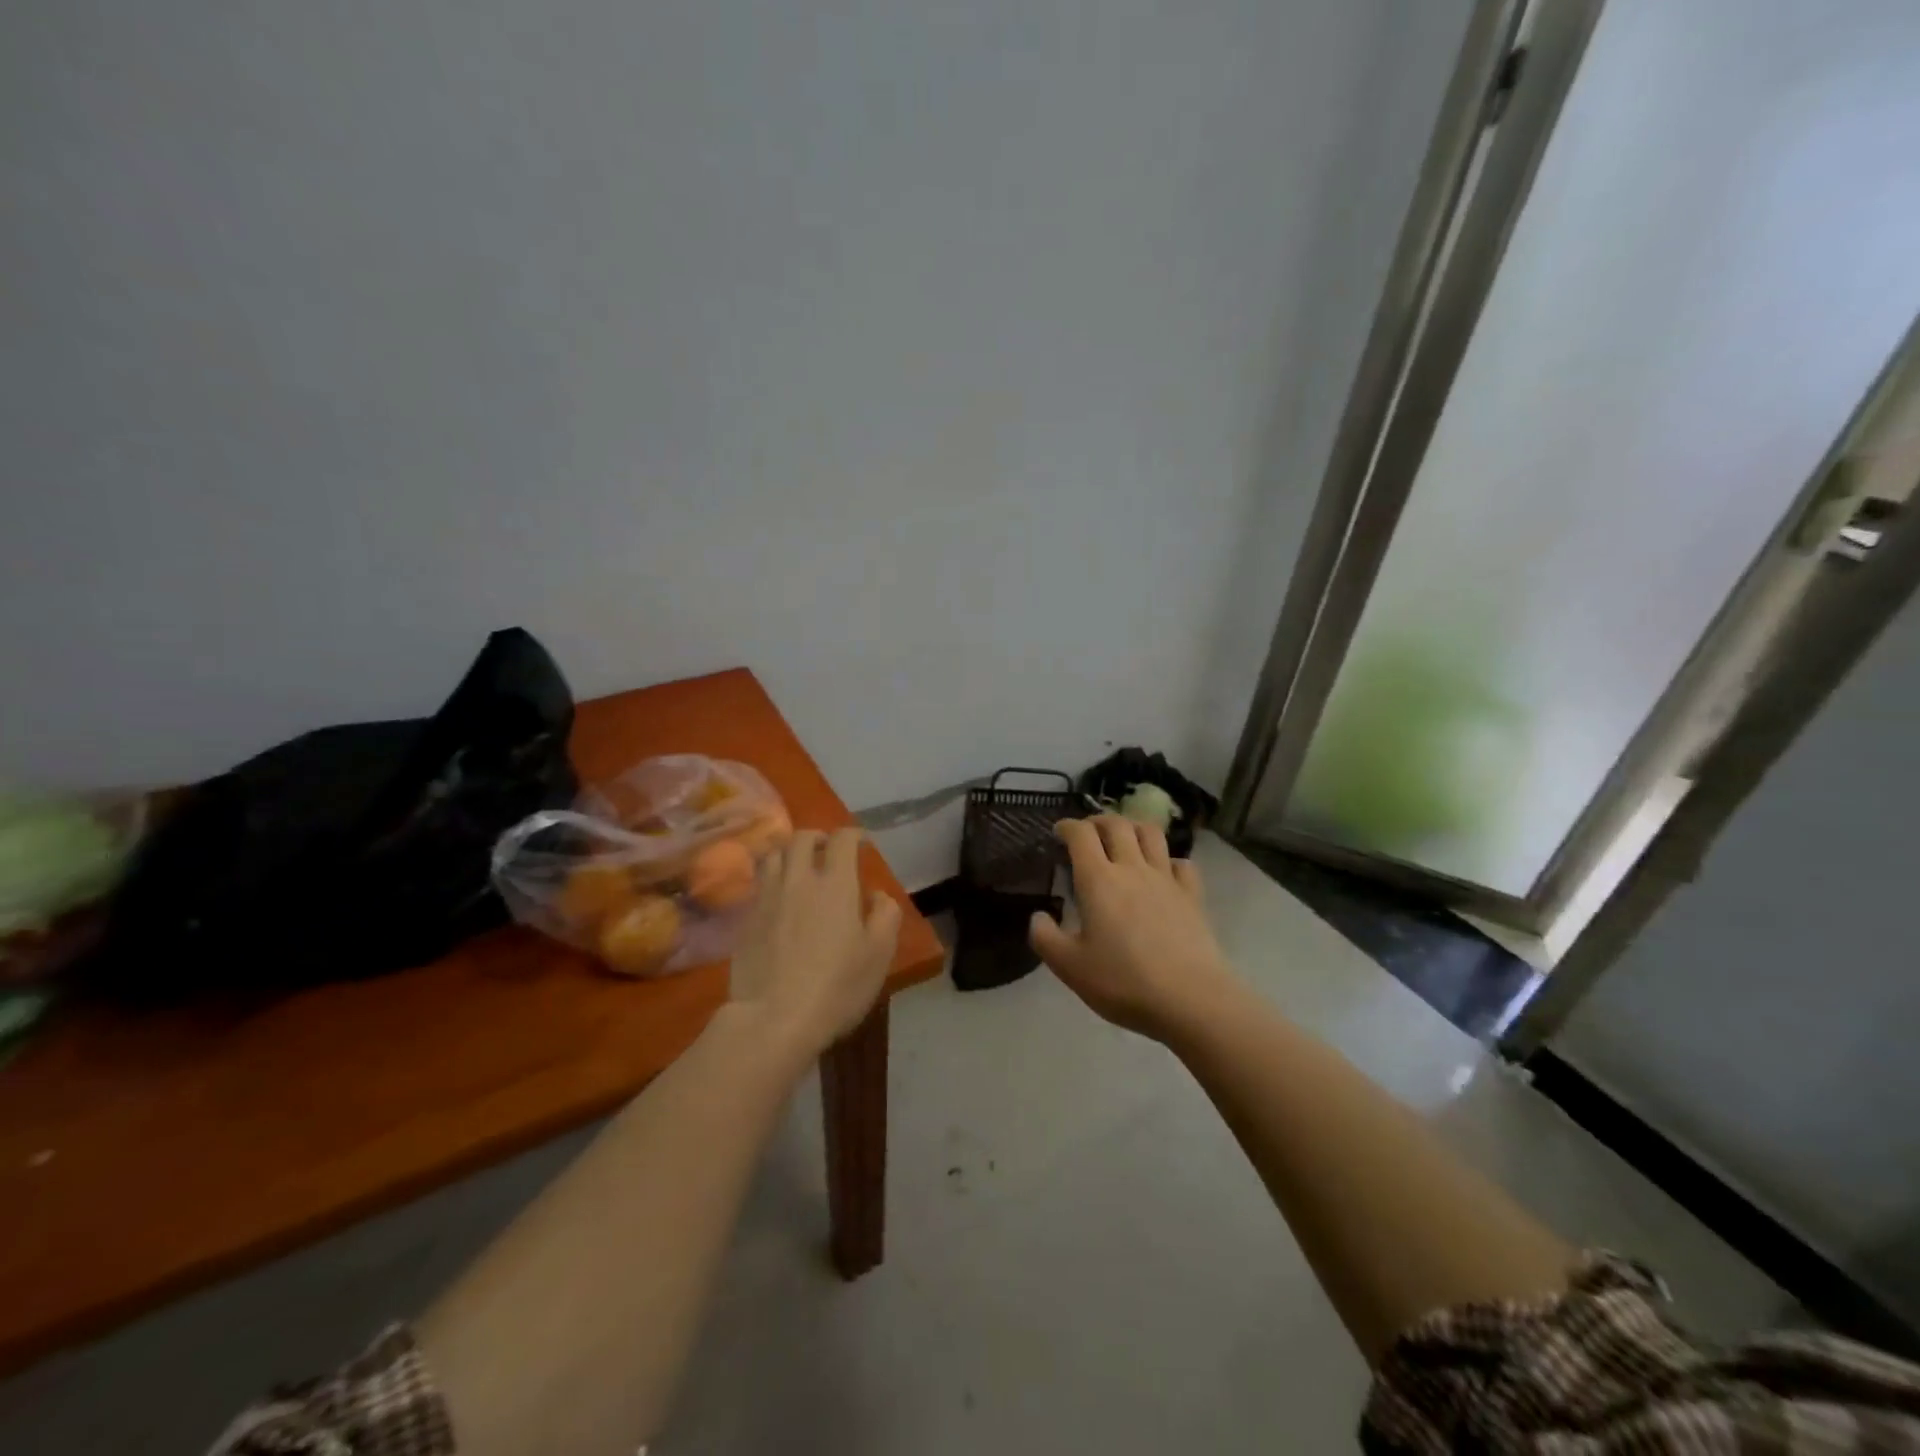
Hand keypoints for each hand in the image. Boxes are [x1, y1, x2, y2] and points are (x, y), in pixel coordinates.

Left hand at [728, 828, 901, 1059]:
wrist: (773, 1019)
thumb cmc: (836, 986)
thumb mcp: (879, 954)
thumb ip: (885, 915)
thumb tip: (876, 895)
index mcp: (836, 883)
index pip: (842, 839)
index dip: (853, 835)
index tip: (860, 843)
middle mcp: (799, 879)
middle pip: (802, 838)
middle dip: (818, 837)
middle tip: (827, 850)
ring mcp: (767, 897)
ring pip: (775, 855)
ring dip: (790, 853)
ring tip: (799, 868)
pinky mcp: (746, 918)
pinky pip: (759, 883)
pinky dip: (772, 879)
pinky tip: (780, 898)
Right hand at [1029, 815, 1235, 1040]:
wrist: (1190, 999)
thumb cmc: (1123, 981)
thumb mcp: (1070, 967)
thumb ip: (1045, 938)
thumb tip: (1037, 916)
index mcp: (1098, 879)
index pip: (1081, 834)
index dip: (1067, 826)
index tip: (1059, 832)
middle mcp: (1132, 868)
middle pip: (1117, 825)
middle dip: (1098, 821)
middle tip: (1088, 832)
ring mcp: (1166, 879)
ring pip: (1151, 834)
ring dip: (1134, 828)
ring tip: (1124, 839)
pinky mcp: (1193, 896)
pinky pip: (1182, 863)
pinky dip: (1168, 860)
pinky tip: (1163, 872)